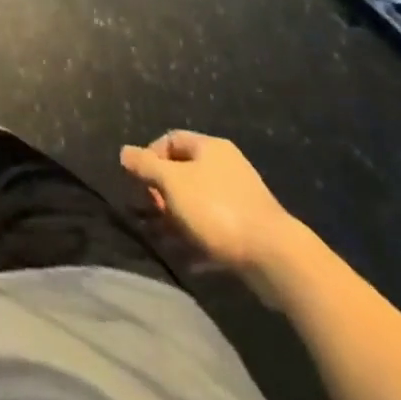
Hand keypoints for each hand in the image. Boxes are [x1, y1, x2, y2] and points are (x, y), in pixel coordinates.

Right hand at [120, 131, 296, 279]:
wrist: (276, 257)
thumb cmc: (217, 209)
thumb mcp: (172, 183)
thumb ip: (145, 166)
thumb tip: (124, 152)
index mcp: (209, 148)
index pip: (170, 140)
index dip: (150, 157)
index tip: (139, 182)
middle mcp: (225, 167)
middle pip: (182, 173)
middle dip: (161, 193)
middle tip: (150, 213)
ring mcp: (239, 199)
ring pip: (196, 204)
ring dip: (176, 221)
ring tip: (161, 241)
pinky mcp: (248, 230)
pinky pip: (214, 229)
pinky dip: (197, 240)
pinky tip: (186, 259)